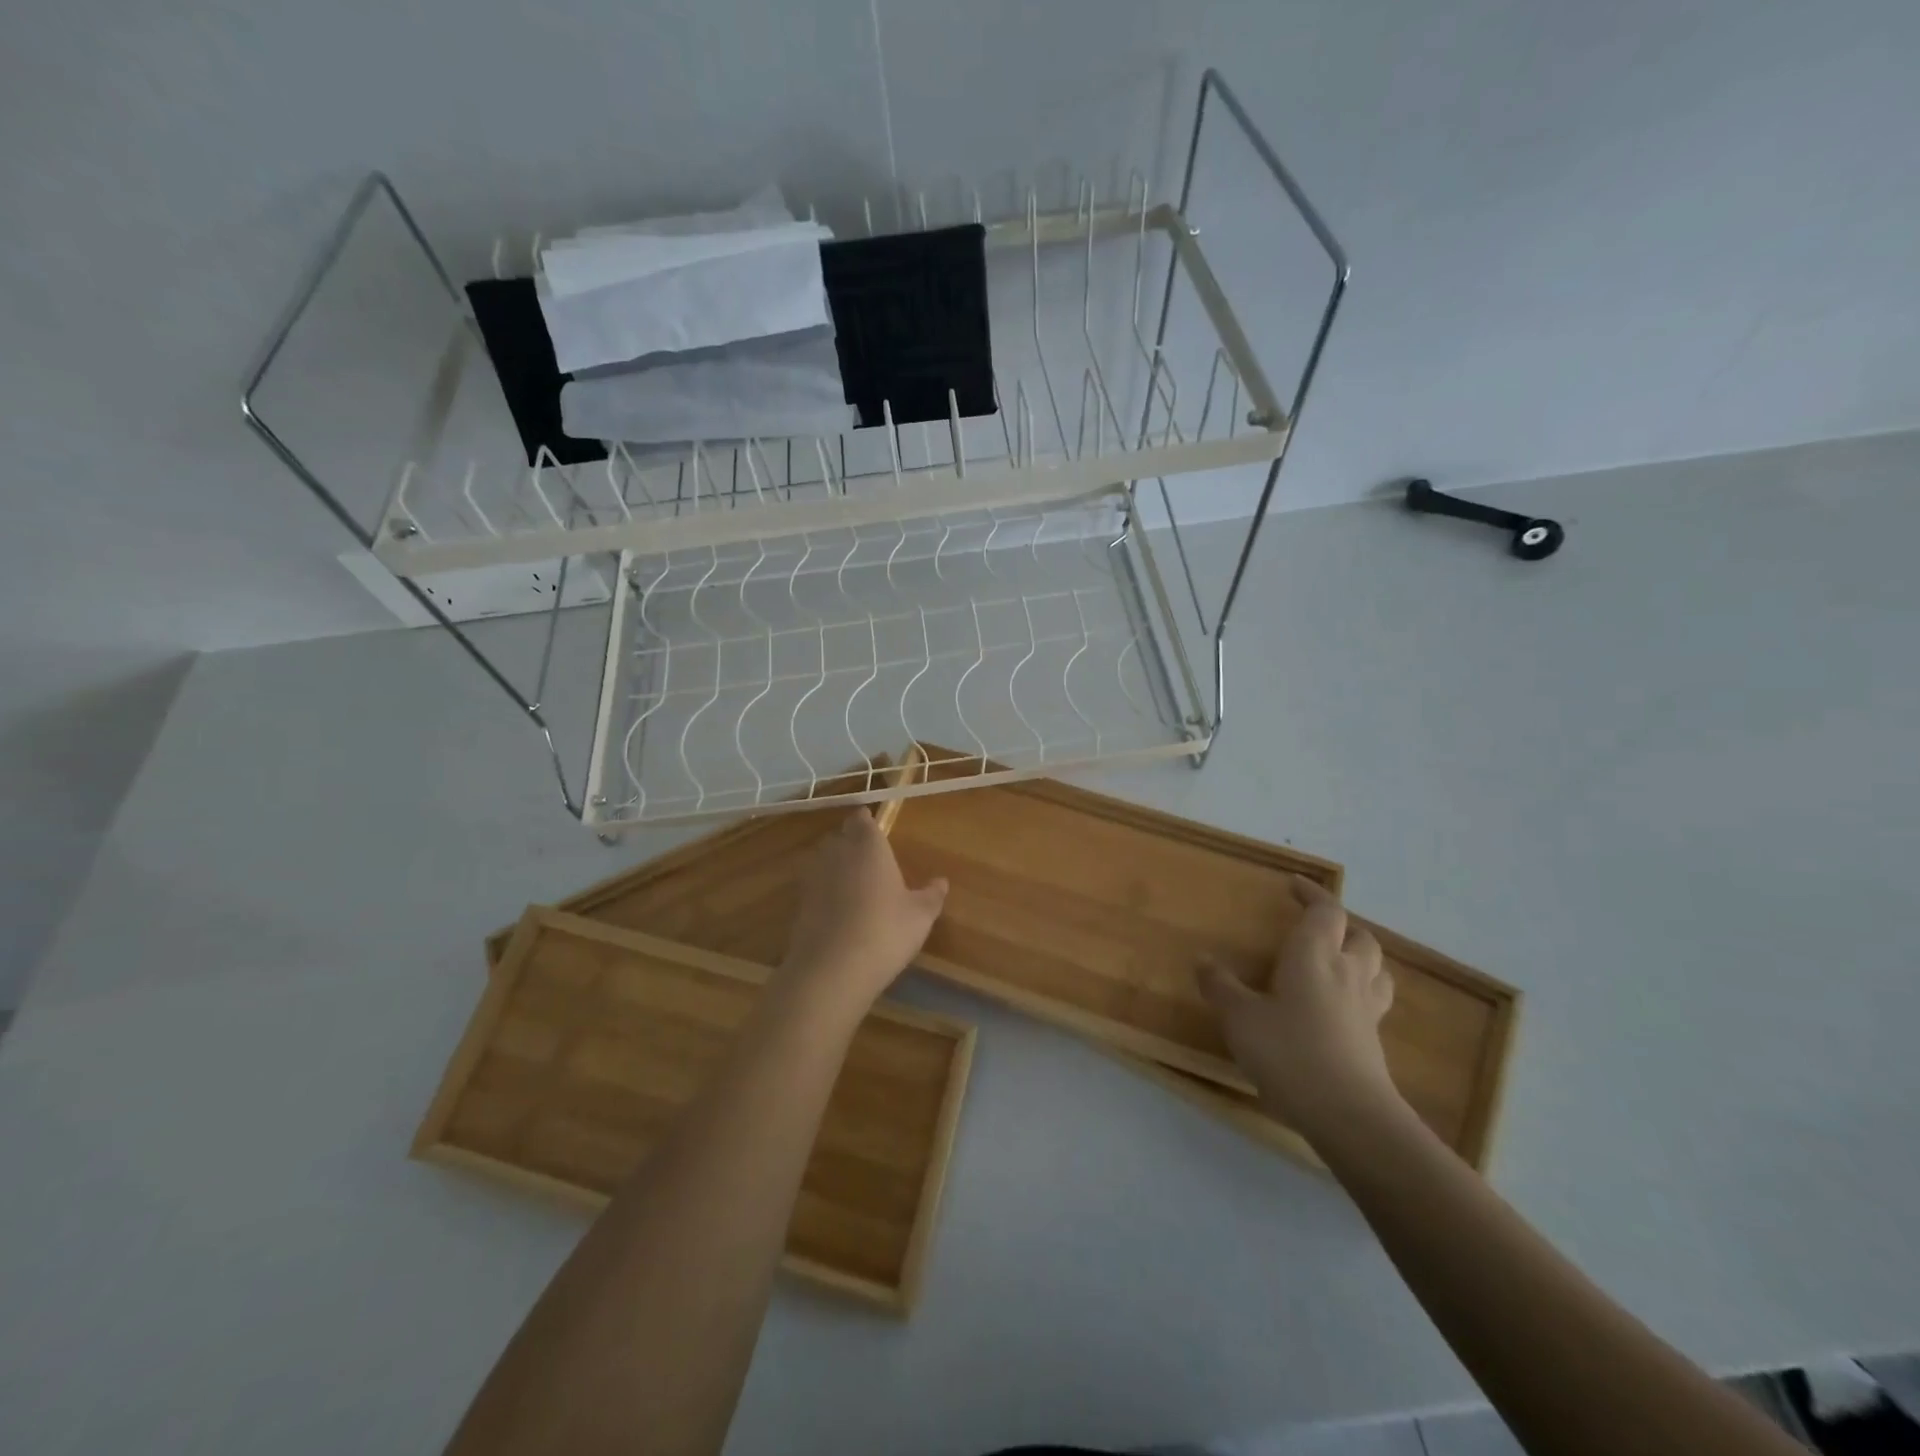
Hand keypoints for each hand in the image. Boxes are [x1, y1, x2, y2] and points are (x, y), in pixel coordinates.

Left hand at [776, 810, 948, 1015]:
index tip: (874, 828)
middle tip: (870, 860)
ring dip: (836, 867)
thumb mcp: (920, 916)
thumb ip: (931, 895)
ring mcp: (813, 877)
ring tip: (855, 886)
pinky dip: (824, 893)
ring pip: (824, 860)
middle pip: (840, 837)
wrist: (831, 970)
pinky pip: (814, 887)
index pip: (862, 819)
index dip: (867, 823)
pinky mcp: (798, 903)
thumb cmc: (885, 931)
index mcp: (868, 846)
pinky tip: (839, 912)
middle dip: (851, 843)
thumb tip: (941, 881)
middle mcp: (837, 852)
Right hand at [1199, 875, 1402, 1142]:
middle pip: (1359, 936)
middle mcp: (1347, 974)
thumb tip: (1203, 959)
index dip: (1312, 894)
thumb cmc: (1289, 1053)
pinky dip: (1360, 992)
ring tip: (1336, 962)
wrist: (1350, 1116)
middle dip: (1340, 925)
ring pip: (1376, 969)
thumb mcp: (1240, 1018)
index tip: (1294, 885)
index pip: (1325, 911)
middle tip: (1315, 928)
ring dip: (1359, 957)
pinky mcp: (1374, 1041)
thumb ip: (1221, 986)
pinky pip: (1373, 1001)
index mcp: (1314, 956)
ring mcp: (1366, 1009)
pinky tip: (1339, 1009)